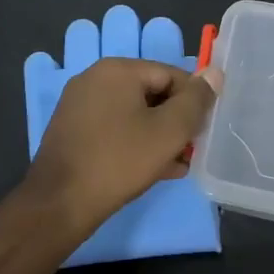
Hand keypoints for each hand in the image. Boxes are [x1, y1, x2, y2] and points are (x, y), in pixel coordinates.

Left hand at [25, 58, 218, 232]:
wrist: (59, 204)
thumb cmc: (119, 161)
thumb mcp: (169, 131)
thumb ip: (196, 100)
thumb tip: (214, 73)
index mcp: (117, 69)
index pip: (171, 74)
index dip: (193, 102)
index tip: (202, 131)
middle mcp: (95, 78)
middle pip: (151, 93)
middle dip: (175, 122)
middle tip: (190, 151)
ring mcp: (79, 105)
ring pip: (133, 114)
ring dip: (157, 136)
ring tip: (175, 165)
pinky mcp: (72, 130)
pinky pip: (113, 128)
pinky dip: (134, 143)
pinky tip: (151, 170)